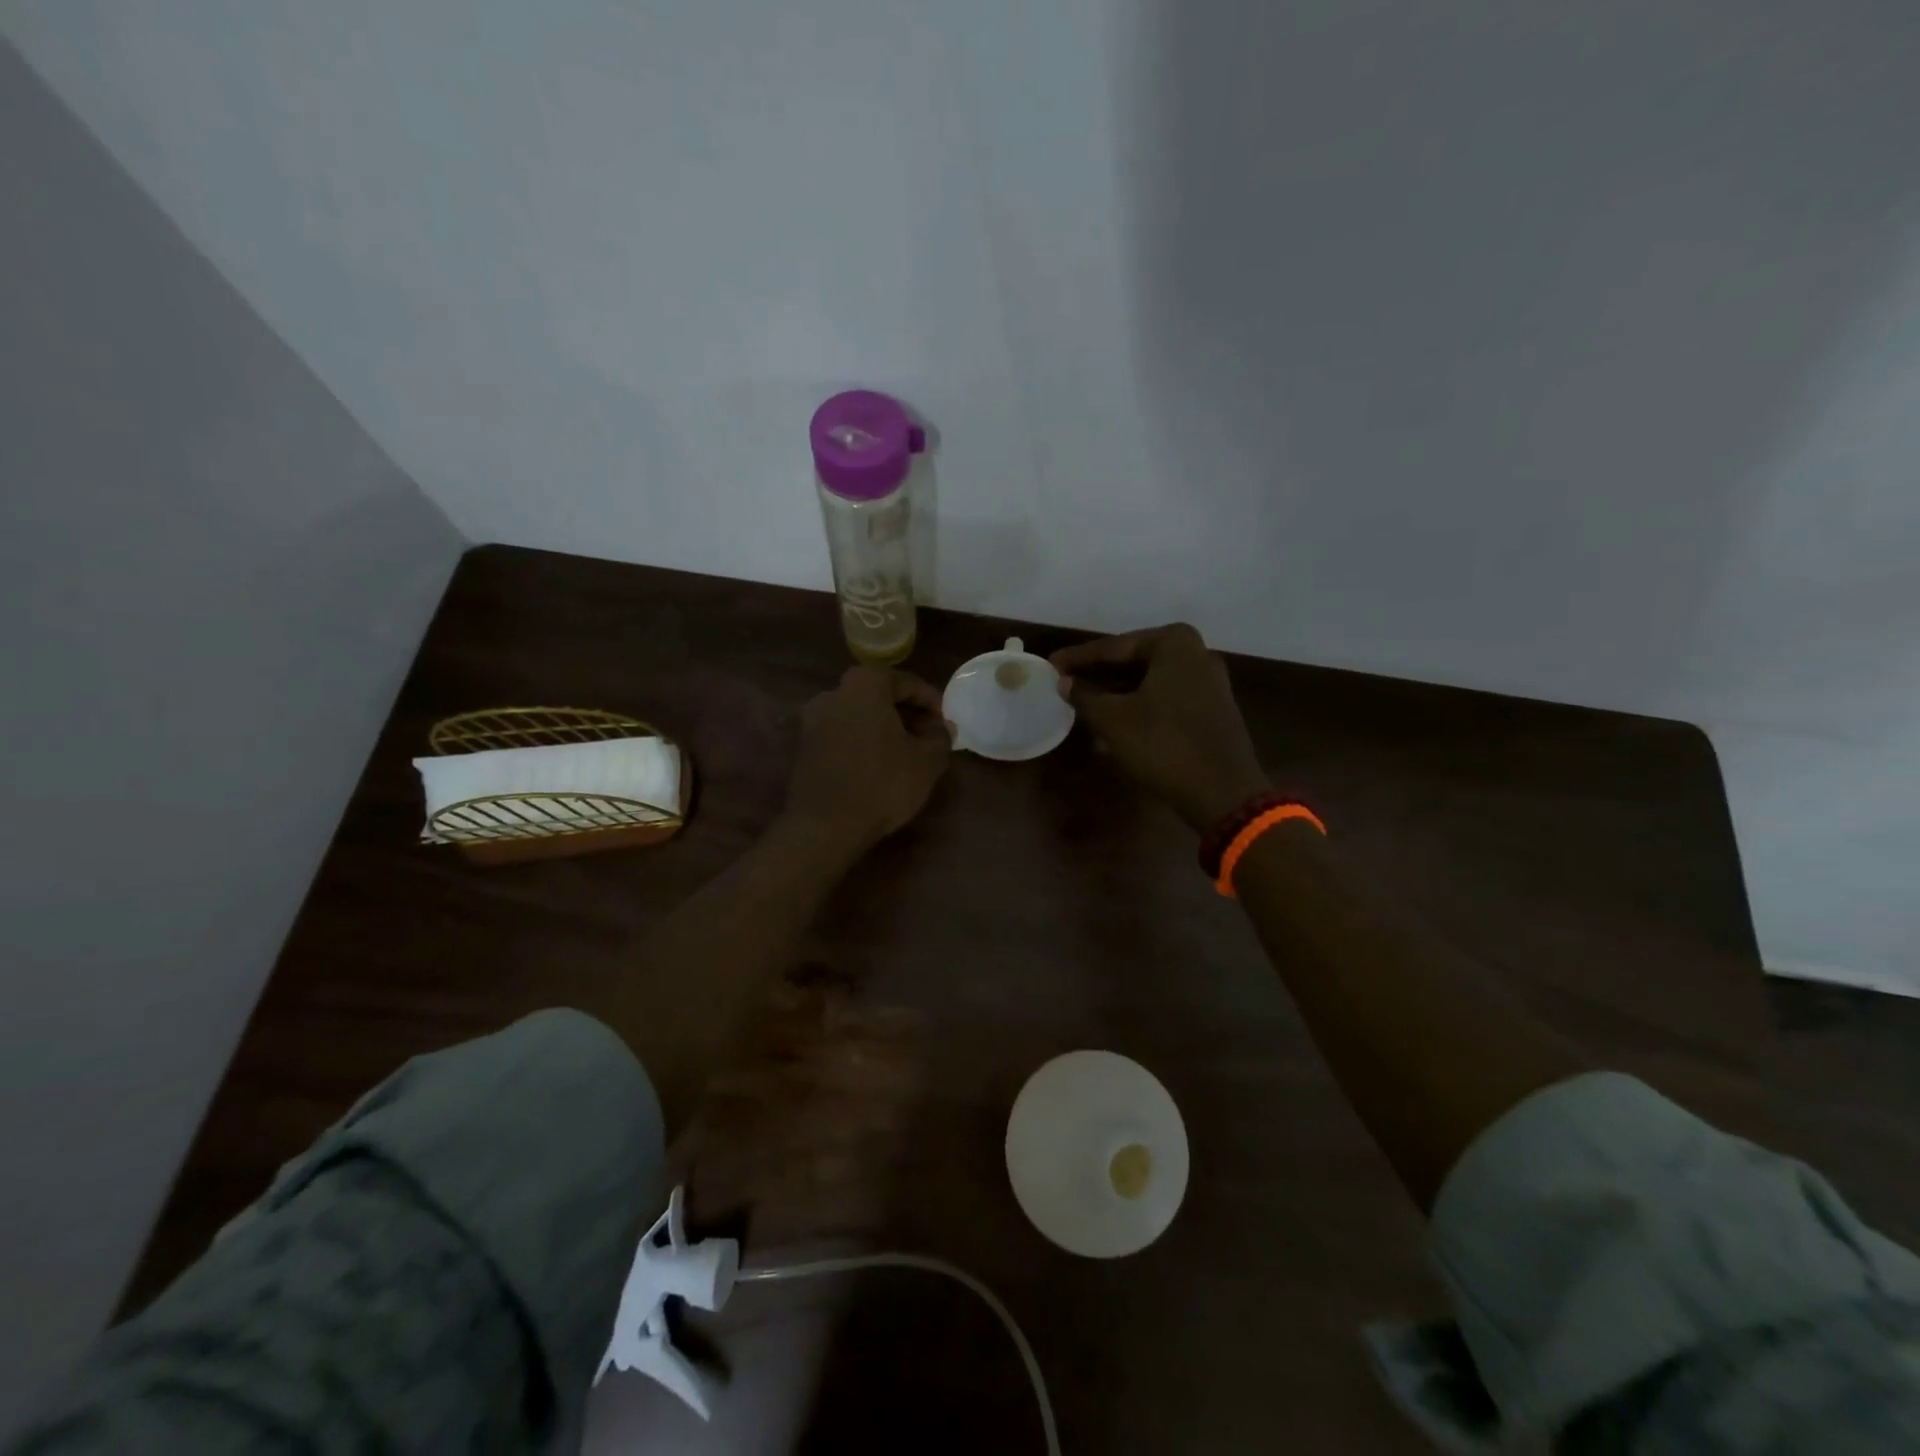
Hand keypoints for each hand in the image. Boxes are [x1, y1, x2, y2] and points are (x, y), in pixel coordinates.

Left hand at [783, 666, 952, 855]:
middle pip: (878, 696)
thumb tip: (943, 727)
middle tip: (928, 735)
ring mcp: (812, 721)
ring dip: (883, 728)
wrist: (825, 827)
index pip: (905, 682)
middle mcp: (833, 694)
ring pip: (858, 716)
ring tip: (906, 752)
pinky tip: (879, 765)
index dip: (930, 701)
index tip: (945, 722)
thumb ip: (940, 738)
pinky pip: (842, 735)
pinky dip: (862, 742)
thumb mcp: (927, 762)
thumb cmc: (882, 784)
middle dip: (906, 713)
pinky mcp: (804, 748)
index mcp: (864, 685)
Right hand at [1051, 623, 1270, 832]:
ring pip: (1150, 682)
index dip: (1079, 658)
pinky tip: (1114, 721)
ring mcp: (1210, 683)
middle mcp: (1197, 654)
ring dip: (1117, 693)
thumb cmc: (1163, 745)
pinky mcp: (1213, 710)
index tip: (1051, 663)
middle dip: (1099, 674)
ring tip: (1083, 703)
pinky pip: (1166, 699)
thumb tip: (1065, 681)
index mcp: (1174, 644)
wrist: (1223, 793)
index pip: (1114, 647)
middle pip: (1134, 661)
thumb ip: (1085, 695)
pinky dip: (1139, 706)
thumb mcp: (1113, 719)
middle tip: (1065, 681)